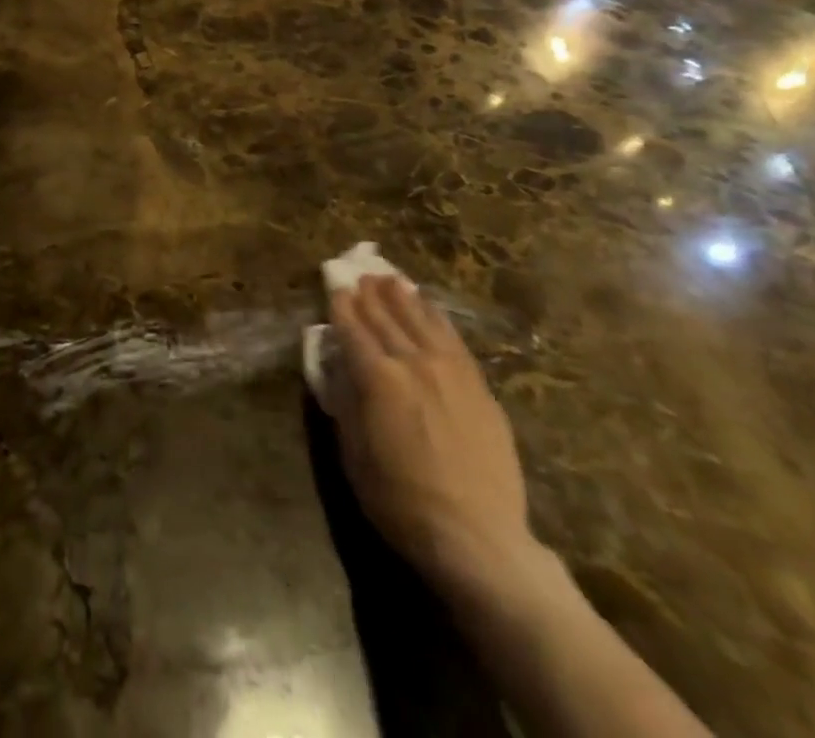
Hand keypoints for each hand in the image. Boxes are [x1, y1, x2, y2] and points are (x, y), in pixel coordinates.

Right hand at [325, 276, 540, 598]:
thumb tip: (338, 367)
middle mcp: (412, 363)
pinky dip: (437, 319)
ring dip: (403, 298)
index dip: (342, 307)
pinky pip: (454, 340)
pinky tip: (430, 308)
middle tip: (359, 275)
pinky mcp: (479, 387)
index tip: (335, 288)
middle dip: (369, 295)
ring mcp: (450, 372)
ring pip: (421, 321)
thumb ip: (345, 402)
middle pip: (385, 318)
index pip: (353, 329)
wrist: (477, 539)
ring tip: (391, 279)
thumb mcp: (353, 454)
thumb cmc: (401, 501)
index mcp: (377, 378)